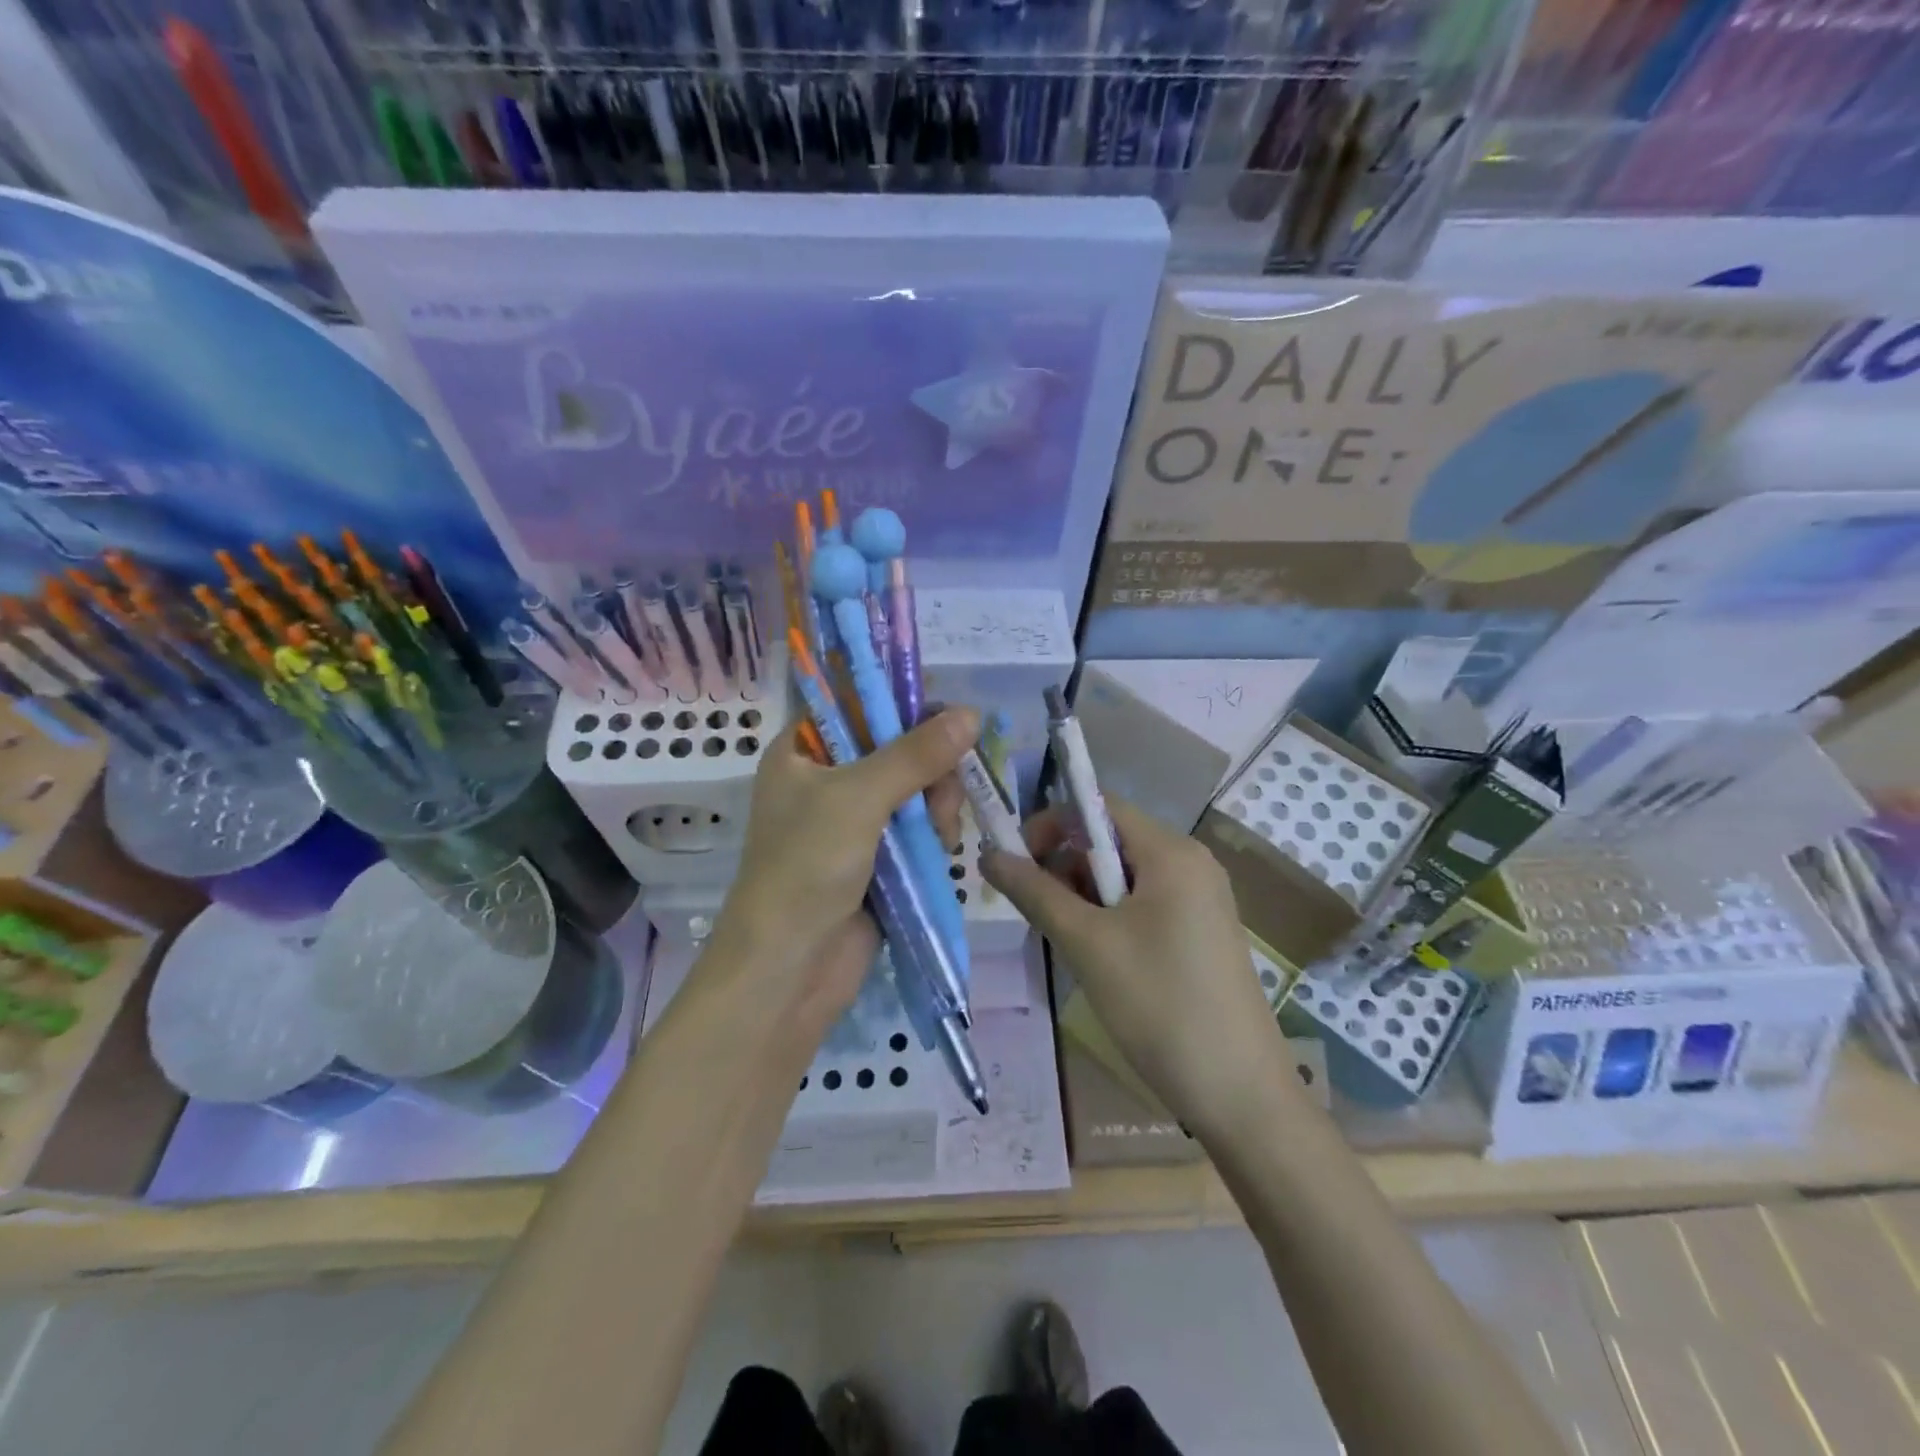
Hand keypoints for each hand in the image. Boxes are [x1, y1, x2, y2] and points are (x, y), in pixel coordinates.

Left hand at [708, 707, 975, 1038]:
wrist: (787, 970)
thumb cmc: (806, 868)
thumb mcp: (858, 799)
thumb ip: (915, 754)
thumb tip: (971, 713)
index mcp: (802, 751)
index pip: (858, 703)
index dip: (903, 704)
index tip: (946, 720)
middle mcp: (826, 779)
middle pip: (897, 746)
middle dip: (930, 767)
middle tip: (940, 796)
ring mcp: (852, 821)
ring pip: (914, 788)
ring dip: (936, 804)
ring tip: (941, 834)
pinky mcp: (875, 858)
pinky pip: (916, 828)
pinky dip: (933, 834)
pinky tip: (942, 849)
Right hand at [982, 798, 1289, 1133]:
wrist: (1240, 1094)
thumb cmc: (1159, 1006)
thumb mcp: (1087, 944)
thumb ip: (1035, 892)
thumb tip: (988, 854)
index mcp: (1171, 852)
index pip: (1098, 806)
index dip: (1050, 824)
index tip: (1016, 864)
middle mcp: (1191, 863)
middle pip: (1110, 840)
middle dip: (1066, 866)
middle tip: (1041, 914)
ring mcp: (1201, 899)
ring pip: (1123, 876)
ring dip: (1085, 897)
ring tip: (1072, 944)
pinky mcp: (1201, 932)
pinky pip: (1144, 903)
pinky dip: (1111, 917)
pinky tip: (1101, 958)